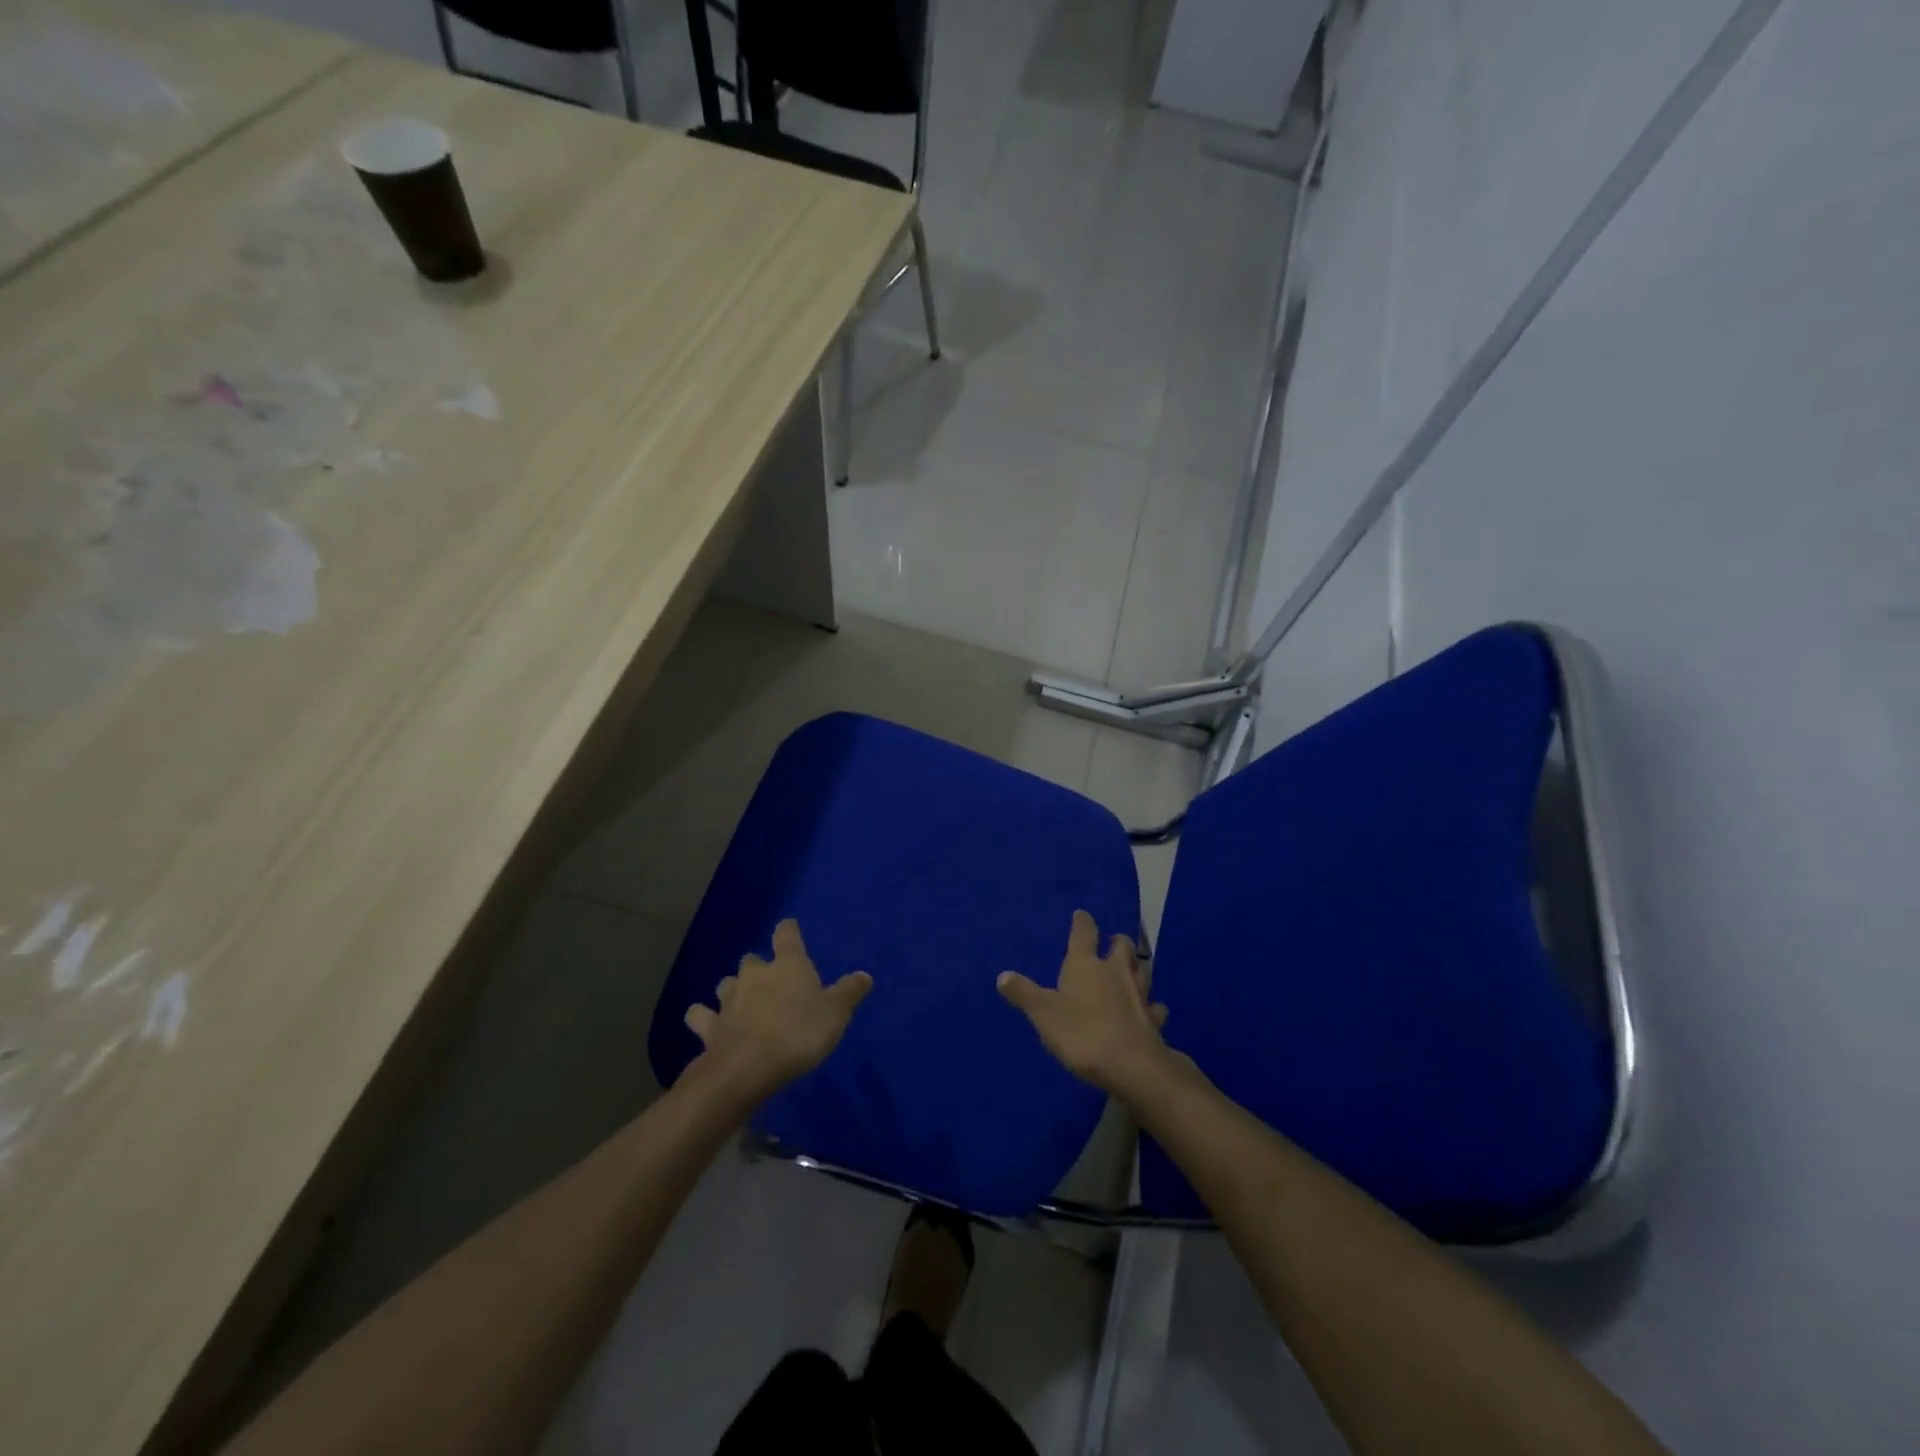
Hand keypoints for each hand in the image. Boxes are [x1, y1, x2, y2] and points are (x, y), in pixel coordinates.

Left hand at [683, 919, 871, 1105]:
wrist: (747, 1068)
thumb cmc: (798, 1033)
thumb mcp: (836, 1013)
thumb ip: (849, 992)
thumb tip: (865, 975)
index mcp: (788, 965)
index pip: (786, 934)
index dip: (788, 930)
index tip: (789, 929)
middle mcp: (755, 974)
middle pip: (753, 959)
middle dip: (759, 967)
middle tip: (770, 982)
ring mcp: (728, 999)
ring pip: (726, 983)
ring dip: (733, 989)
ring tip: (740, 1002)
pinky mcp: (709, 1026)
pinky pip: (700, 1015)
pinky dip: (703, 1017)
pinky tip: (708, 1024)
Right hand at [998, 910, 1172, 1098]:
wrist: (1131, 1065)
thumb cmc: (1081, 1032)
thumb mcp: (1043, 1013)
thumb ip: (1024, 994)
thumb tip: (1003, 975)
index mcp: (1086, 965)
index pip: (1084, 935)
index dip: (1082, 923)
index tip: (1082, 914)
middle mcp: (1115, 972)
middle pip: (1121, 947)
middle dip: (1116, 942)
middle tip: (1112, 942)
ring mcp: (1139, 995)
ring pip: (1141, 971)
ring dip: (1136, 968)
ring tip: (1131, 969)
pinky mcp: (1153, 1020)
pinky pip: (1154, 1007)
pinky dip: (1152, 1006)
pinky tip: (1151, 1010)